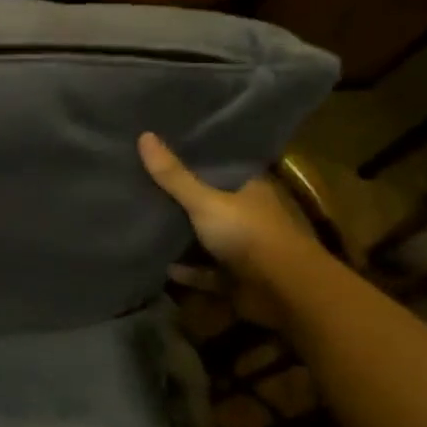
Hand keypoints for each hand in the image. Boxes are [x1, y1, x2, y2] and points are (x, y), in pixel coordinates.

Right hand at [137, 132, 310, 280]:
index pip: (218, 168)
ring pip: (208, 239)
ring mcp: (244, 249)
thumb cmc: (247, 233)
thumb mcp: (205, 201)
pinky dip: (188, 272)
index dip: (192, 160)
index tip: (161, 154)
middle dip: (182, 200)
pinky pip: (206, 273)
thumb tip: (144, 135)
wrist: (283, 290)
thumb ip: (174, 175)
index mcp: (248, 189)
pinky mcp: (236, 279)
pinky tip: (163, 267)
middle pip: (210, 203)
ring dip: (184, 238)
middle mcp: (248, 215)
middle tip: (143, 187)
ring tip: (146, 225)